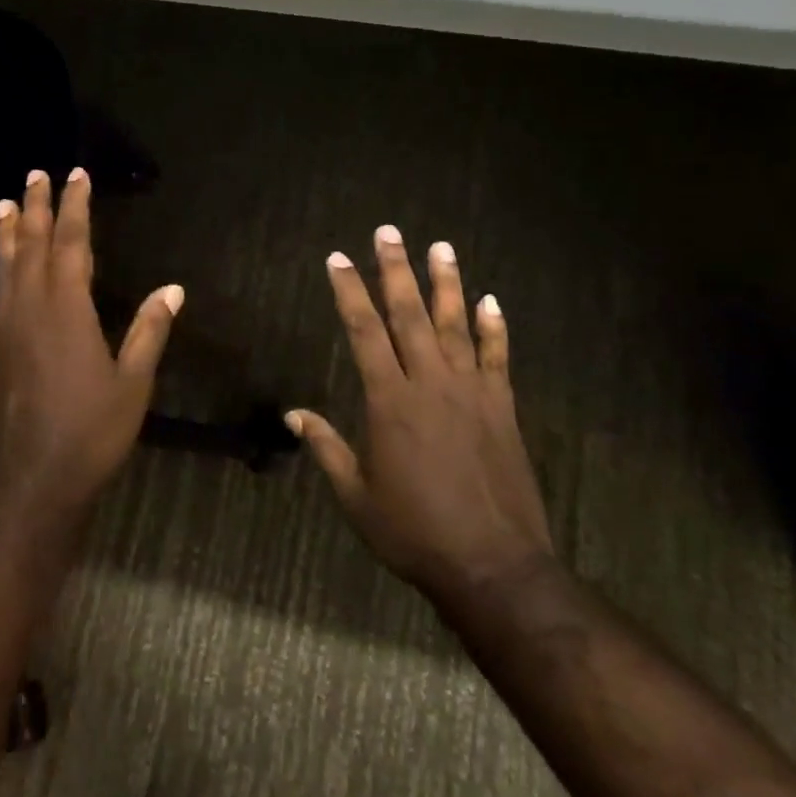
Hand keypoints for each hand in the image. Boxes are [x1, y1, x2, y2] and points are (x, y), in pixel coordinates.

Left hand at [0, 167, 182, 535]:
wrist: (30, 489)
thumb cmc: (91, 435)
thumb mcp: (133, 384)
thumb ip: (148, 332)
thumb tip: (172, 288)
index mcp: (68, 310)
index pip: (72, 244)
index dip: (75, 208)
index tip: (76, 176)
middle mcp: (29, 311)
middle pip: (31, 247)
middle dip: (36, 209)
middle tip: (35, 176)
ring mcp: (0, 335)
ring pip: (1, 273)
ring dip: (4, 237)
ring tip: (3, 205)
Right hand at [289, 226, 554, 606]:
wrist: (493, 565)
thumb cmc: (414, 532)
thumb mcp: (357, 497)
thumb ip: (327, 448)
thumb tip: (293, 414)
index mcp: (390, 401)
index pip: (364, 332)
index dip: (349, 292)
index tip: (338, 258)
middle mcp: (430, 384)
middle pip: (410, 315)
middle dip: (396, 270)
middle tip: (388, 232)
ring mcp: (471, 392)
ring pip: (455, 325)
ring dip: (447, 284)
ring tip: (440, 247)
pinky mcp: (502, 407)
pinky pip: (497, 357)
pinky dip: (494, 328)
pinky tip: (491, 301)